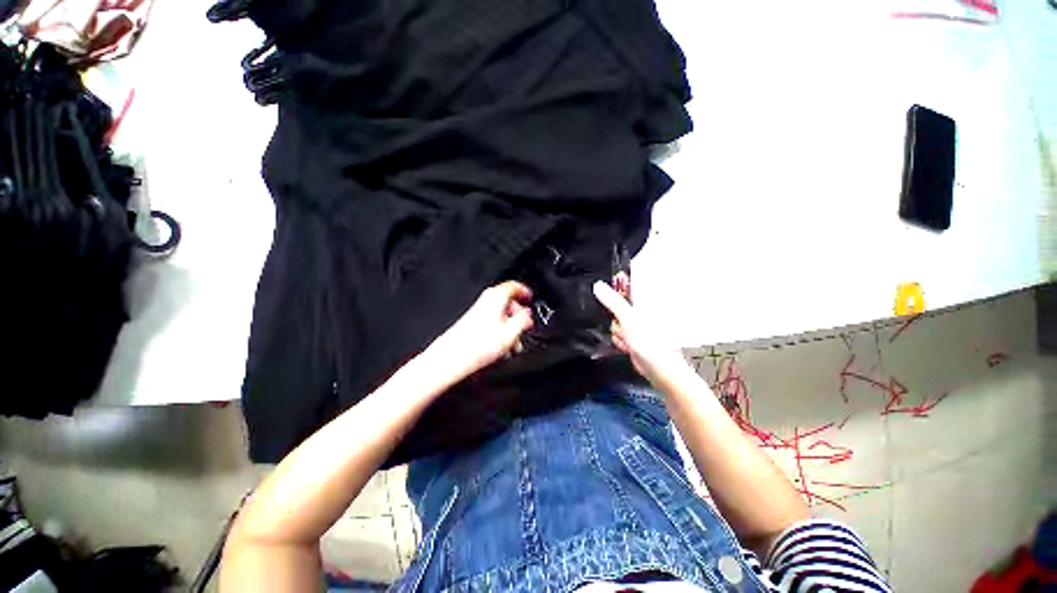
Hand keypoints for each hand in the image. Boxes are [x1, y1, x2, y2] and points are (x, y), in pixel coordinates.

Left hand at [427, 281, 533, 379]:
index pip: (514, 286)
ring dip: (510, 328)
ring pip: (500, 315)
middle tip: (525, 327)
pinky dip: (500, 331)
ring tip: (514, 344)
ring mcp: (478, 312)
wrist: (453, 356)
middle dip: (518, 316)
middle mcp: (486, 301)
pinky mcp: (472, 323)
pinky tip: (502, 347)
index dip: (524, 292)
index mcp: (496, 297)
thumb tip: (527, 315)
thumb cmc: (478, 344)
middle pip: (507, 302)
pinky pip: (491, 323)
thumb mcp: (511, 332)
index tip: (530, 299)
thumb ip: (523, 320)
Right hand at [593, 279, 685, 385]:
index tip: (608, 288)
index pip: (629, 282)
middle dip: (613, 312)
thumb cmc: (654, 343)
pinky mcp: (634, 335)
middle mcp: (642, 308)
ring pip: (615, 318)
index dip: (616, 283)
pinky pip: (618, 331)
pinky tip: (626, 344)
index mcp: (645, 299)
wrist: (660, 370)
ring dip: (616, 328)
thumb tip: (599, 286)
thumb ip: (613, 301)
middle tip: (620, 321)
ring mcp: (637, 322)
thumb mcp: (629, 317)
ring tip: (626, 336)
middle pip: (618, 301)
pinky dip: (619, 338)